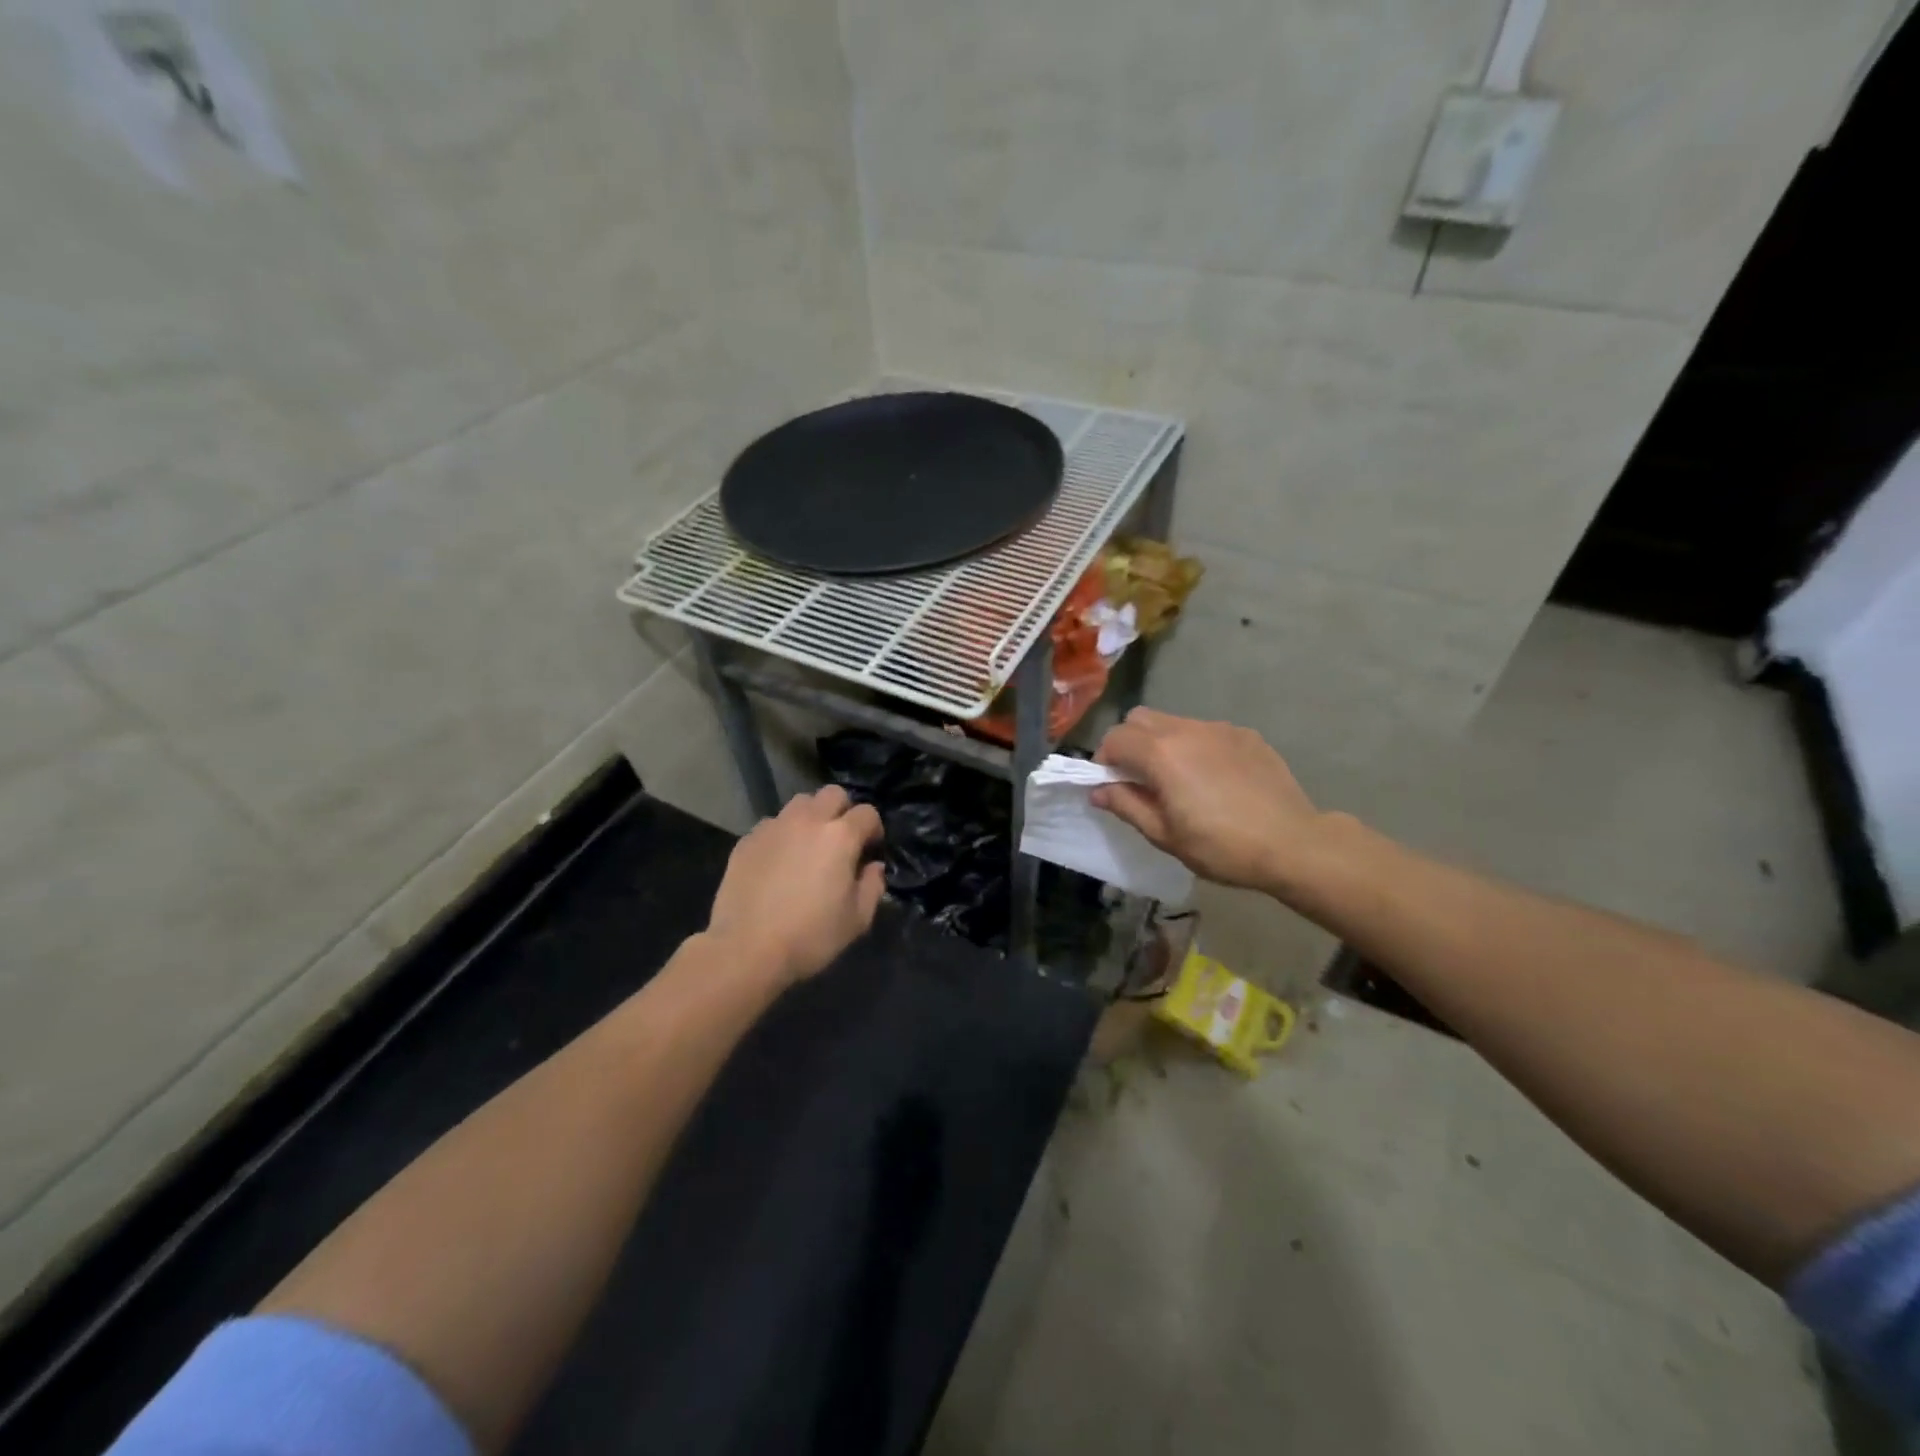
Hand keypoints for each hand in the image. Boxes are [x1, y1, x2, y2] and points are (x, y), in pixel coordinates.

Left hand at [706, 785, 886, 983]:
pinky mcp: (747, 839)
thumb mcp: (857, 919)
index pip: (867, 813)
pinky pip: (772, 824)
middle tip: (841, 840)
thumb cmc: (810, 936)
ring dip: (811, 816)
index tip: (870, 851)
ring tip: (808, 844)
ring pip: (800, 803)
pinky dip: (782, 834)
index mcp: (840, 836)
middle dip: (843, 811)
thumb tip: (873, 867)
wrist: (746, 949)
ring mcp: (774, 827)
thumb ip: (873, 886)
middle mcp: (808, 820)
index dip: (874, 830)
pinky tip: (779, 861)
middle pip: (833, 794)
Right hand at [1092, 708, 1333, 894]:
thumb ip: (1126, 805)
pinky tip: (1214, 779)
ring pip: (1174, 722)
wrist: (1293, 843)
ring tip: (1178, 779)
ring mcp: (1219, 729)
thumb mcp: (1164, 835)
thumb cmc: (1221, 846)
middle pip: (1140, 718)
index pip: (1115, 738)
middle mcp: (1186, 730)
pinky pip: (1206, 732)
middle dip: (1129, 742)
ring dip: (1162, 743)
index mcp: (1161, 754)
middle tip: (1139, 778)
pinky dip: (1196, 747)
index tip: (1111, 786)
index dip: (1104, 760)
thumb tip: (1098, 790)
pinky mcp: (1246, 735)